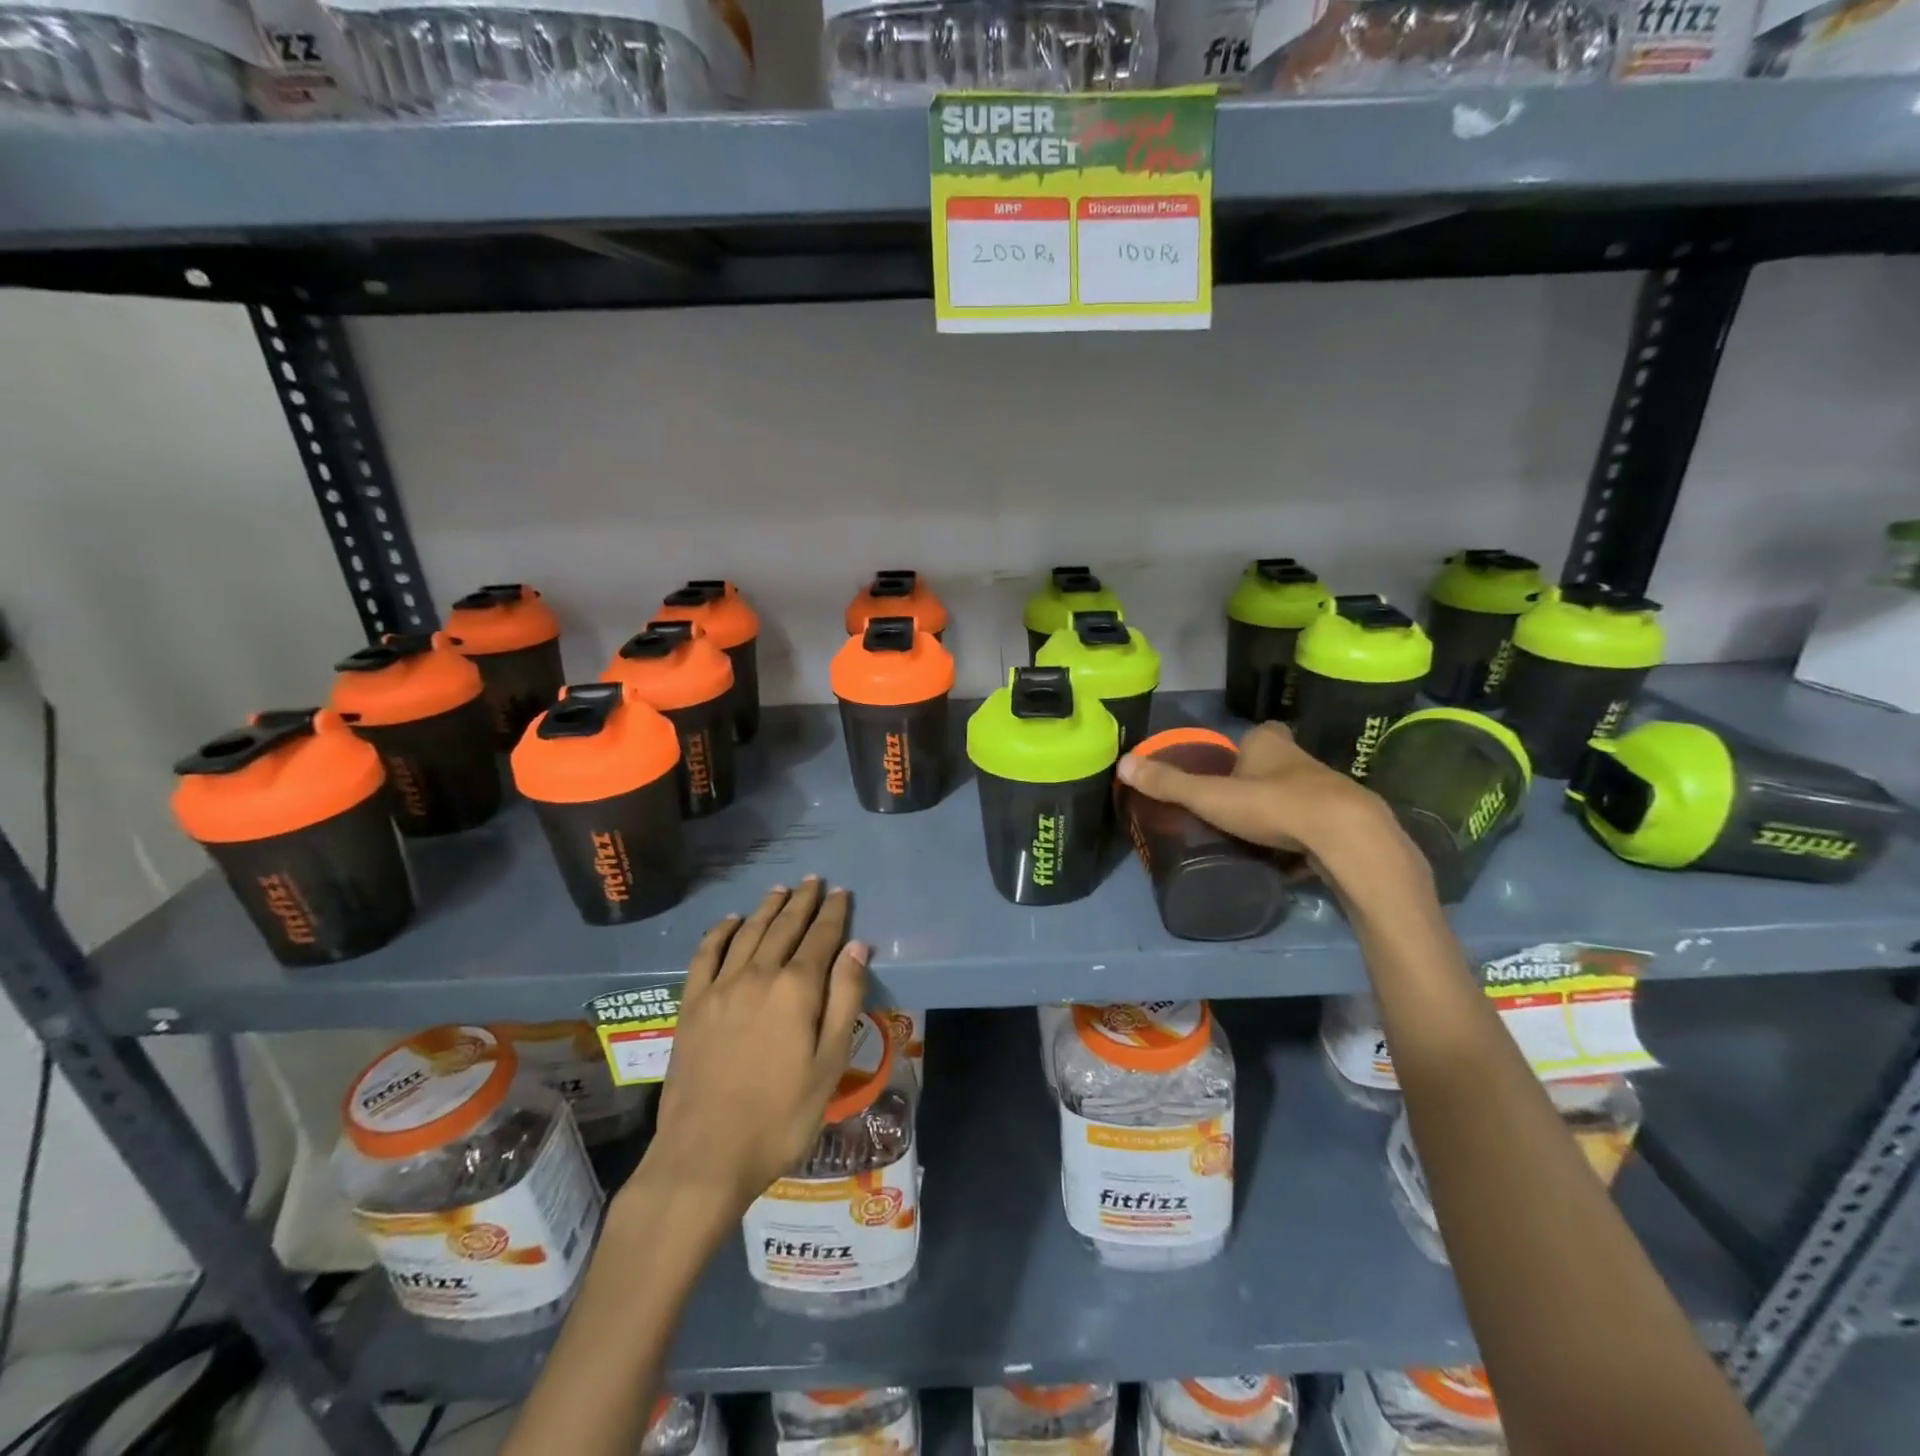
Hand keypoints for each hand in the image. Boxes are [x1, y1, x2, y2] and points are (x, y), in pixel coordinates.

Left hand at [641, 878, 868, 1218]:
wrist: (706, 1156)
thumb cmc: (781, 1116)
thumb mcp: (830, 1064)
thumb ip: (845, 1000)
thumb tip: (857, 947)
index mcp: (796, 989)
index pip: (821, 937)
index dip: (834, 913)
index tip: (841, 892)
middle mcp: (758, 975)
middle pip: (784, 927)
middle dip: (802, 902)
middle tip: (814, 881)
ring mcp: (720, 988)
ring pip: (748, 933)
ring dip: (766, 908)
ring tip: (780, 890)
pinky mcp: (692, 1005)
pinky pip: (705, 954)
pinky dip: (719, 932)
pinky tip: (729, 922)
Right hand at [1115, 721, 1430, 905]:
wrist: (1345, 836)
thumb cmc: (1272, 804)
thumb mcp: (1210, 796)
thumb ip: (1169, 784)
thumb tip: (1122, 764)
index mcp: (1269, 744)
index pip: (1256, 735)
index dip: (1243, 749)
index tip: (1227, 769)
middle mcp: (1300, 759)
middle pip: (1276, 764)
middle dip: (1260, 780)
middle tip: (1234, 805)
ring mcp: (1327, 789)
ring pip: (1298, 793)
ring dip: (1281, 809)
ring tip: (1256, 834)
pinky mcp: (1345, 821)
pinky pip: (1316, 825)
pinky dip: (1303, 836)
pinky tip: (1289, 856)